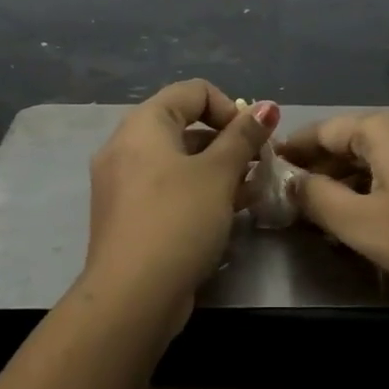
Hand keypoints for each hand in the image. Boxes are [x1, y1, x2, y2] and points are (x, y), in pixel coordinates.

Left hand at [84, 80, 279, 323]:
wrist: (132, 297)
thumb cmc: (178, 220)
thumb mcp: (218, 174)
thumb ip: (243, 136)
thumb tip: (266, 106)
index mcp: (143, 124)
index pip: (194, 91)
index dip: (230, 108)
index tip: (253, 139)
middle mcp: (126, 145)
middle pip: (186, 125)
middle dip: (228, 141)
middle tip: (258, 166)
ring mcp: (123, 182)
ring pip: (179, 160)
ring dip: (217, 168)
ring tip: (251, 191)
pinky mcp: (128, 214)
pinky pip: (167, 187)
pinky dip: (197, 191)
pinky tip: (227, 211)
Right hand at [278, 109, 388, 312]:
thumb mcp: (359, 224)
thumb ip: (316, 198)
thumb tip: (290, 182)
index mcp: (385, 127)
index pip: (324, 129)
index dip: (294, 148)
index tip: (268, 165)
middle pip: (349, 138)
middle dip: (319, 165)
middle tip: (291, 193)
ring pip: (373, 152)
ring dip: (345, 177)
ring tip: (320, 207)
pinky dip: (372, 182)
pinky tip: (360, 210)